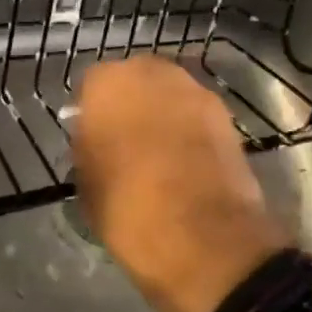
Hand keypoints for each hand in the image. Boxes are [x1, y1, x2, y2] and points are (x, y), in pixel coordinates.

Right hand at [71, 57, 285, 311]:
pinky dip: (189, 130)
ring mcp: (194, 91)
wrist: (203, 238)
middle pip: (134, 81)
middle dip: (130, 104)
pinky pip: (195, 115)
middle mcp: (151, 73)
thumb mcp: (86, 183)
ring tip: (157, 152)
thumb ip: (88, 149)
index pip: (91, 85)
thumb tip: (97, 142)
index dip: (91, 112)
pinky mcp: (226, 115)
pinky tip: (185, 161)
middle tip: (124, 140)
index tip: (92, 138)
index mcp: (108, 83)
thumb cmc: (127, 209)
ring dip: (162, 114)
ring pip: (168, 95)